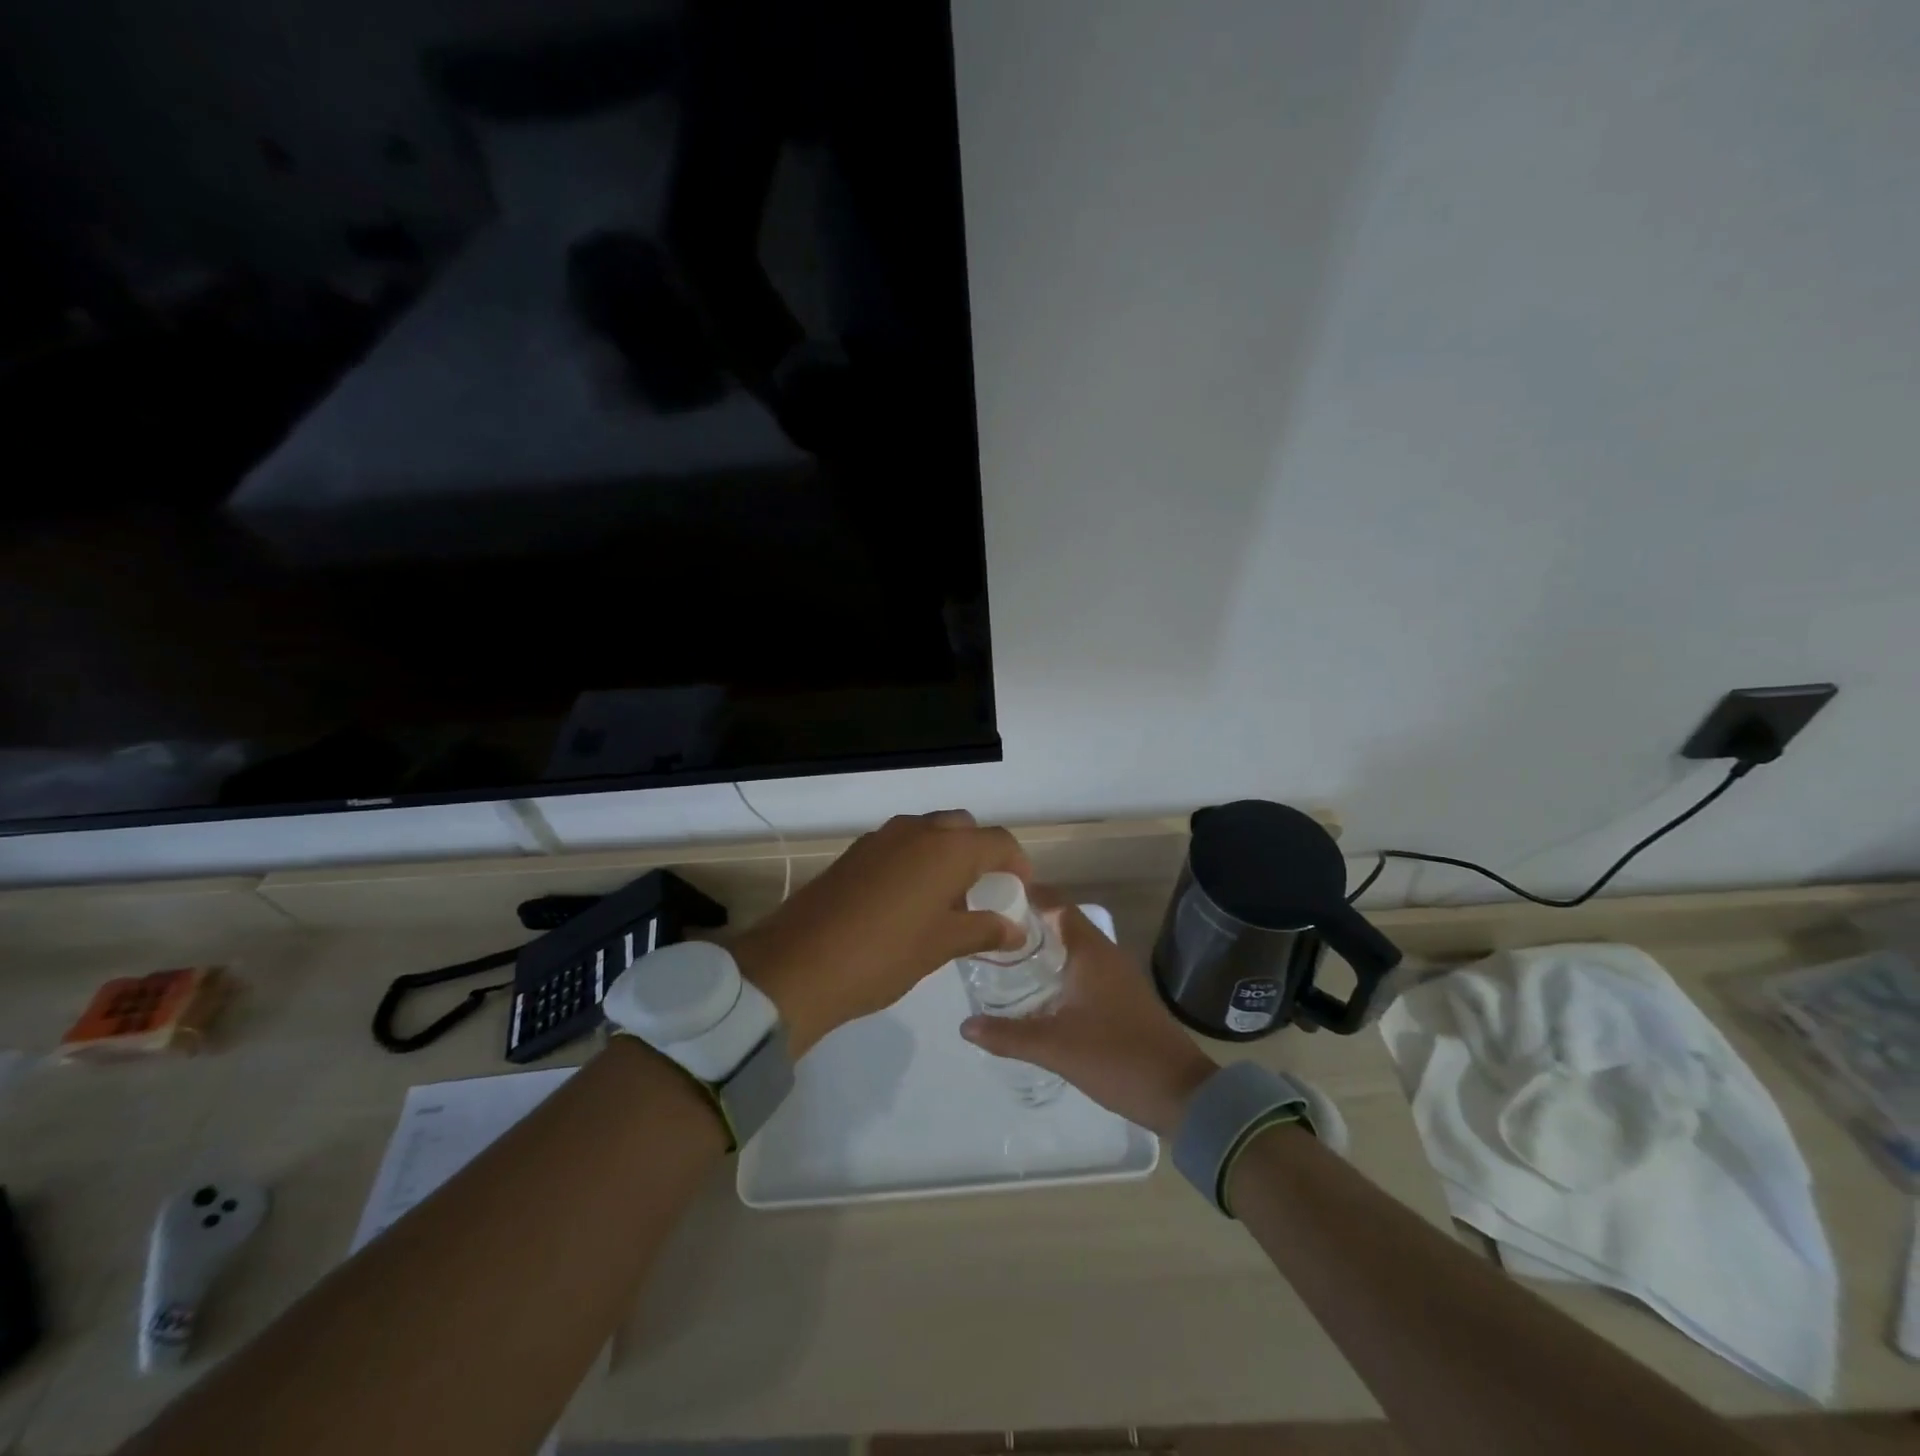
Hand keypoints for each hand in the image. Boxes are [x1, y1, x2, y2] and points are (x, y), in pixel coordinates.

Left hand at [732, 811, 1030, 1055]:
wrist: (798, 965)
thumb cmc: (884, 954)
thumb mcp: (942, 945)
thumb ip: (984, 930)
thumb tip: (1015, 929)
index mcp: (947, 848)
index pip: (999, 841)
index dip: (1017, 864)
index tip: (1019, 891)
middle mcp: (916, 830)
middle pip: (963, 828)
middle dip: (979, 854)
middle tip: (982, 893)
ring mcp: (881, 838)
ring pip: (928, 833)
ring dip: (945, 856)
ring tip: (946, 902)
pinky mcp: (855, 853)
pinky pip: (899, 845)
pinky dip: (915, 862)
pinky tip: (908, 903)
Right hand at [960, 894, 1219, 1135]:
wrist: (1180, 1094)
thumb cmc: (1116, 1057)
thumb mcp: (1054, 1047)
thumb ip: (1007, 1035)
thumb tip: (965, 1025)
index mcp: (1091, 952)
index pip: (1056, 905)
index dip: (1027, 895)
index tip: (993, 895)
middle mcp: (1106, 955)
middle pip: (1063, 924)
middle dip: (1028, 924)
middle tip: (989, 931)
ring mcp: (1118, 977)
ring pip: (1074, 949)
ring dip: (1044, 948)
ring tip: (1005, 959)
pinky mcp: (1123, 998)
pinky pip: (1084, 970)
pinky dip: (1059, 970)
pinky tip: (1038, 993)